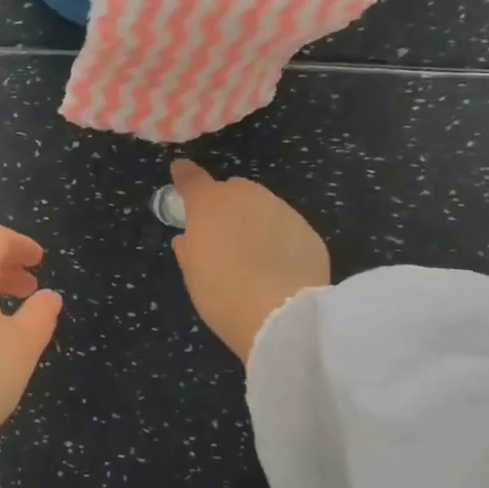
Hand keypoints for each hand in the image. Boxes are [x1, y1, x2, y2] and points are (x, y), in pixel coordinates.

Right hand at [168, 159, 329, 363]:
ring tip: (255, 255)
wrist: (283, 316)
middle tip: (223, 235)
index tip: (180, 171)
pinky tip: (279, 268)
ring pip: (263, 207)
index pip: (191, 178)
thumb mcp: (193, 274)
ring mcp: (282, 210)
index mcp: (209, 204)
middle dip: (227, 205)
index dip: (184, 174)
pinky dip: (280, 240)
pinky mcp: (309, 231)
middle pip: (232, 190)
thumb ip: (189, 249)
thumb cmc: (223, 293)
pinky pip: (287, 229)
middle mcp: (246, 197)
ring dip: (255, 222)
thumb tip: (188, 238)